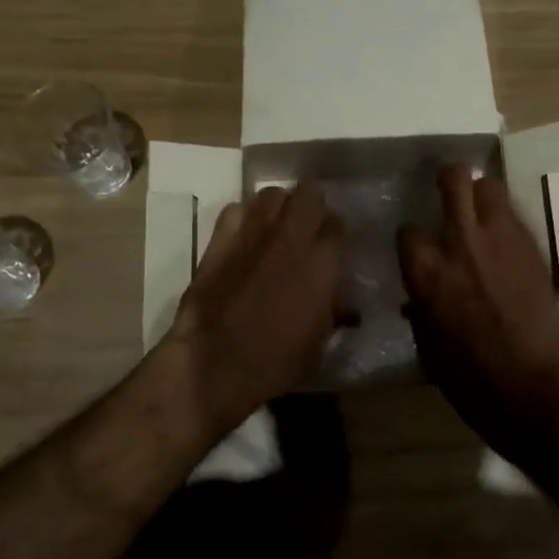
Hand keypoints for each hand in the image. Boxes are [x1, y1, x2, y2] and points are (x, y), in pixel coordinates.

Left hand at [165, 183, 343, 437]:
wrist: (215, 365)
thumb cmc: (276, 363)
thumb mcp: (320, 344)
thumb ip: (334, 312)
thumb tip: (343, 305)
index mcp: (323, 262)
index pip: (338, 224)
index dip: (335, 235)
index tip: (331, 249)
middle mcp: (291, 237)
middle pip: (309, 193)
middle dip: (311, 208)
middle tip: (307, 231)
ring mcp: (253, 233)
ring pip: (272, 194)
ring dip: (278, 208)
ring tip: (276, 229)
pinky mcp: (220, 239)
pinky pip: (236, 209)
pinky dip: (244, 217)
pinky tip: (245, 237)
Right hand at [397, 166, 558, 441]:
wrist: (528, 387)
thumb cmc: (467, 378)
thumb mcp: (426, 343)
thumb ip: (420, 306)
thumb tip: (418, 295)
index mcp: (425, 270)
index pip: (407, 230)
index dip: (412, 239)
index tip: (418, 248)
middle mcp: (460, 242)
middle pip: (454, 179)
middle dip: (448, 178)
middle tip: (448, 190)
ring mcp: (501, 240)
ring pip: (490, 186)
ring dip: (481, 194)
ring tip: (480, 211)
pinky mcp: (531, 248)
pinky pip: (514, 218)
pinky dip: (504, 222)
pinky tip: (503, 243)